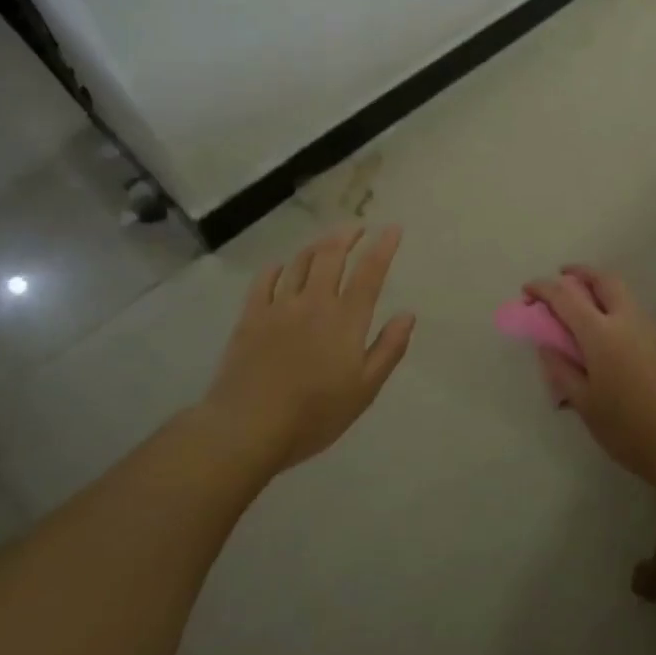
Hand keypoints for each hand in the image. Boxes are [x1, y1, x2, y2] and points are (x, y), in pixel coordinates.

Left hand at [208, 225, 414, 471]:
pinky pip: (264, 281)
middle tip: (357, 227)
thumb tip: (408, 315)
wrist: (247, 427)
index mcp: (346, 319)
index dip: (383, 247)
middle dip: (347, 235)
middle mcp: (314, 302)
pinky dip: (277, 268)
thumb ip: (388, 349)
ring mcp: (278, 307)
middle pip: (331, 255)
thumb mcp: (364, 390)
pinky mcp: (250, 317)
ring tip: (326, 242)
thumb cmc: (314, 414)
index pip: (370, 272)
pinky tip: (281, 268)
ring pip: (299, 262)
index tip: (392, 229)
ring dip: (316, 246)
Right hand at [523, 266, 655, 485]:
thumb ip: (561, 369)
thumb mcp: (584, 403)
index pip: (565, 296)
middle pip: (602, 279)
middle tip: (562, 279)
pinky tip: (608, 334)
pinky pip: (634, 311)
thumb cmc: (627, 427)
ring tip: (583, 307)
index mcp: (601, 333)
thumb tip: (547, 345)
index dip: (543, 288)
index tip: (527, 291)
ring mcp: (650, 327)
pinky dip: (615, 308)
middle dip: (579, 273)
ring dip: (600, 289)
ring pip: (622, 293)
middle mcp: (627, 319)